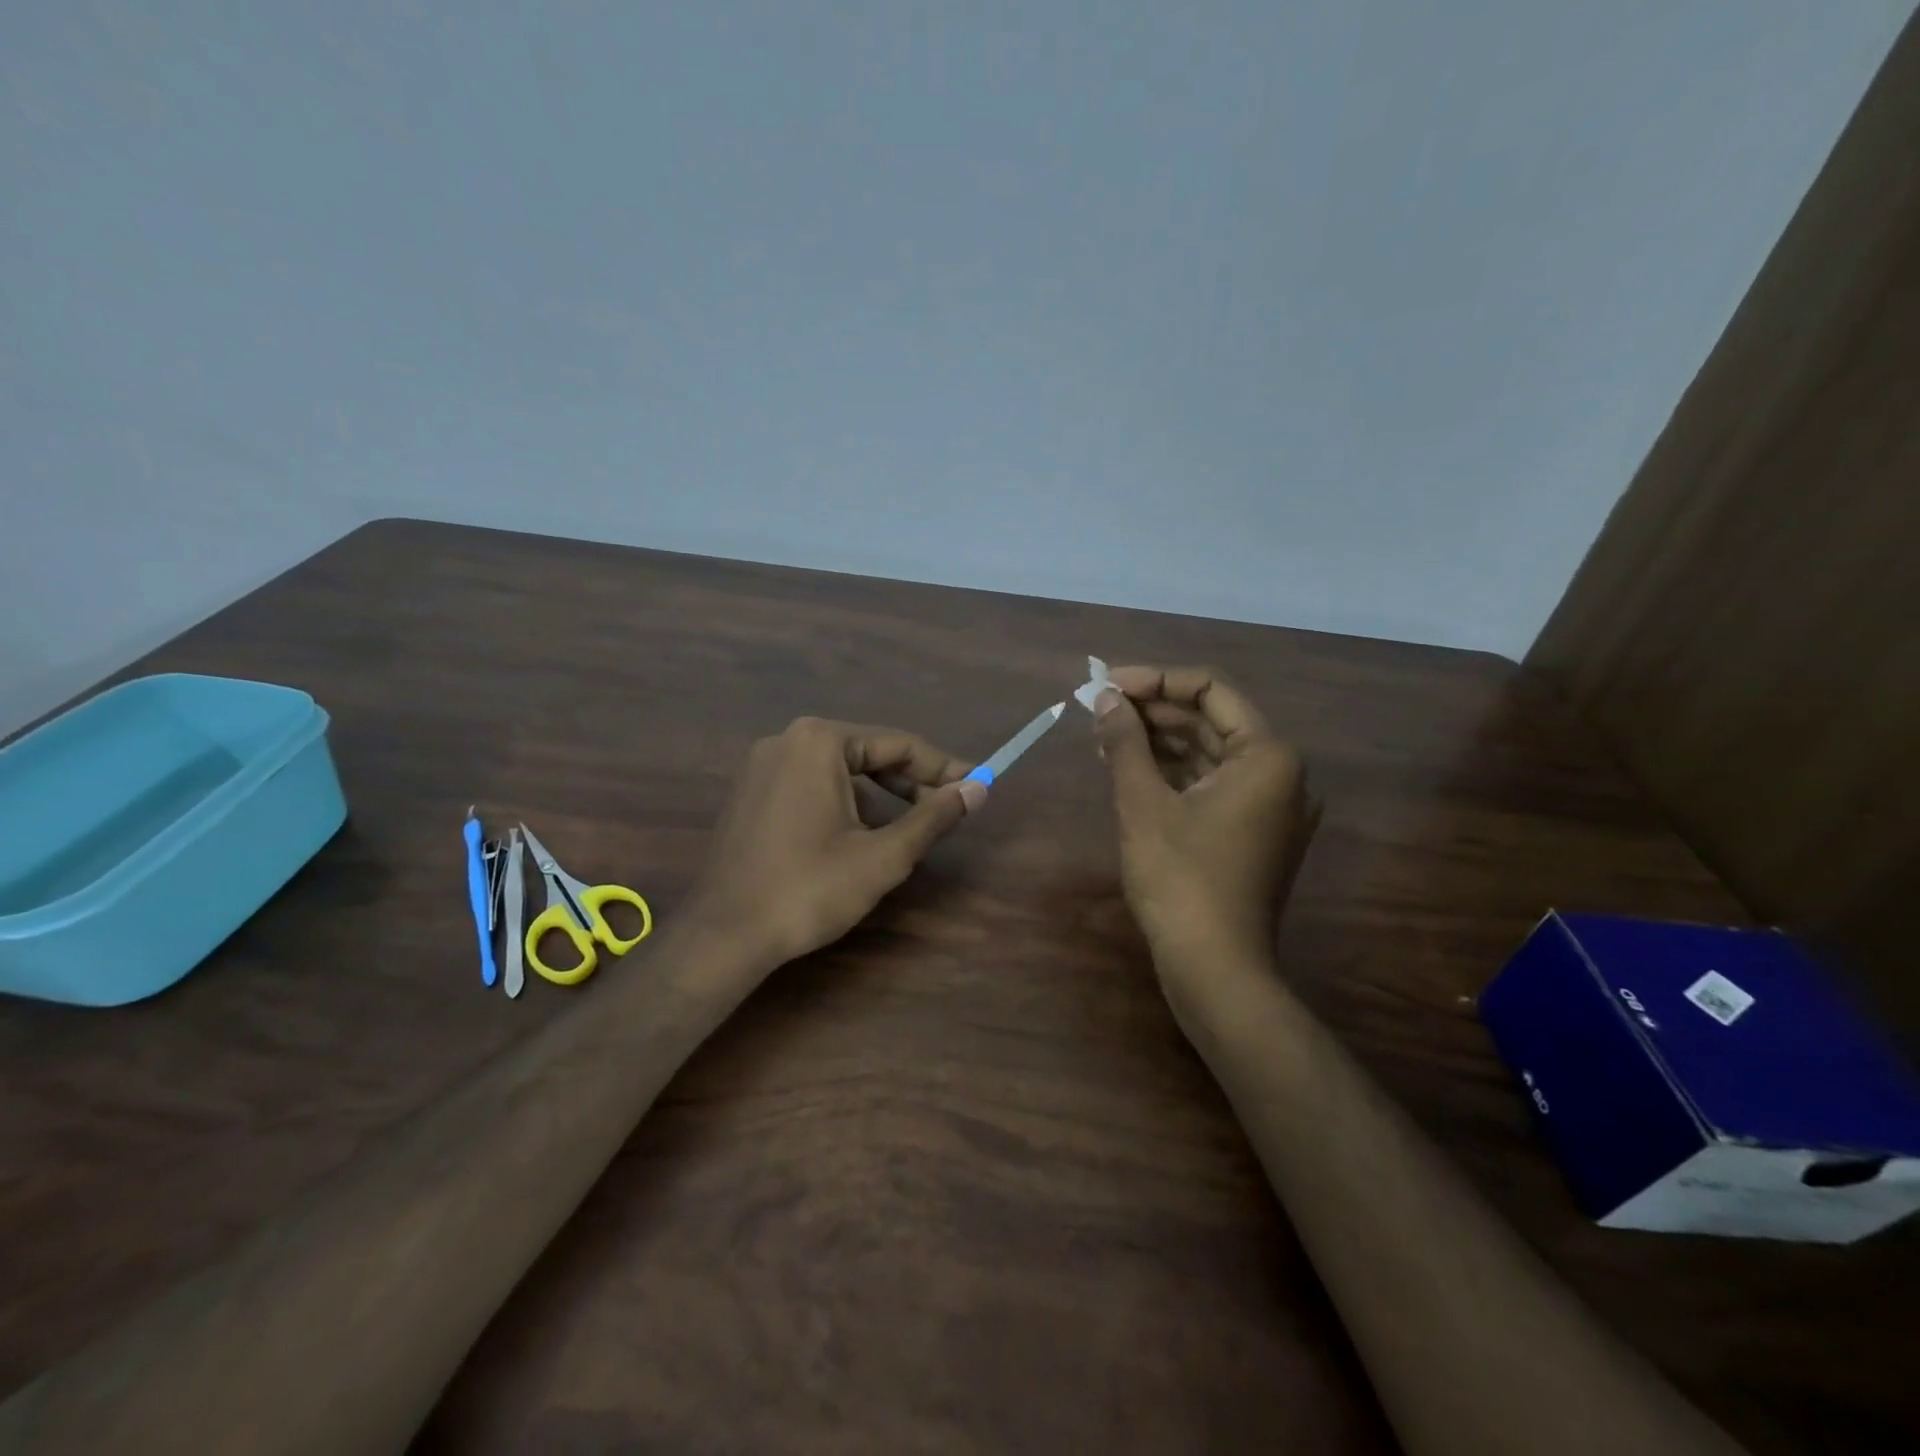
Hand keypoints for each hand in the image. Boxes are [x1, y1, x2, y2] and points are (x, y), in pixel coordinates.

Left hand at [684, 717, 985, 966]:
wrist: (725, 935)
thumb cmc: (810, 889)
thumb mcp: (884, 855)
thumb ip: (934, 817)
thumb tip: (978, 789)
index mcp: (820, 741)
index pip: (899, 744)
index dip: (943, 768)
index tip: (976, 787)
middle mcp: (787, 740)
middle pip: (868, 752)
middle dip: (910, 782)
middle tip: (946, 812)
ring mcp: (762, 765)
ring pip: (840, 770)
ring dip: (879, 795)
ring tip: (906, 831)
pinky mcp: (750, 792)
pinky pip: (811, 784)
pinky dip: (844, 802)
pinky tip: (858, 837)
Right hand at [1092, 666, 1318, 996]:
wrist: (1214, 968)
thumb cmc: (1180, 879)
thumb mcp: (1143, 803)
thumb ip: (1125, 741)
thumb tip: (1105, 697)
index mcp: (1268, 756)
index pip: (1211, 691)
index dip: (1155, 681)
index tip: (1108, 685)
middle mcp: (1281, 774)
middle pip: (1211, 721)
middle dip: (1153, 711)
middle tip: (1099, 708)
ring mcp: (1269, 806)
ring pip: (1209, 753)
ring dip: (1158, 741)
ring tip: (1104, 734)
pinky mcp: (1252, 832)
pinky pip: (1211, 784)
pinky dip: (1172, 772)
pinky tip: (1129, 767)